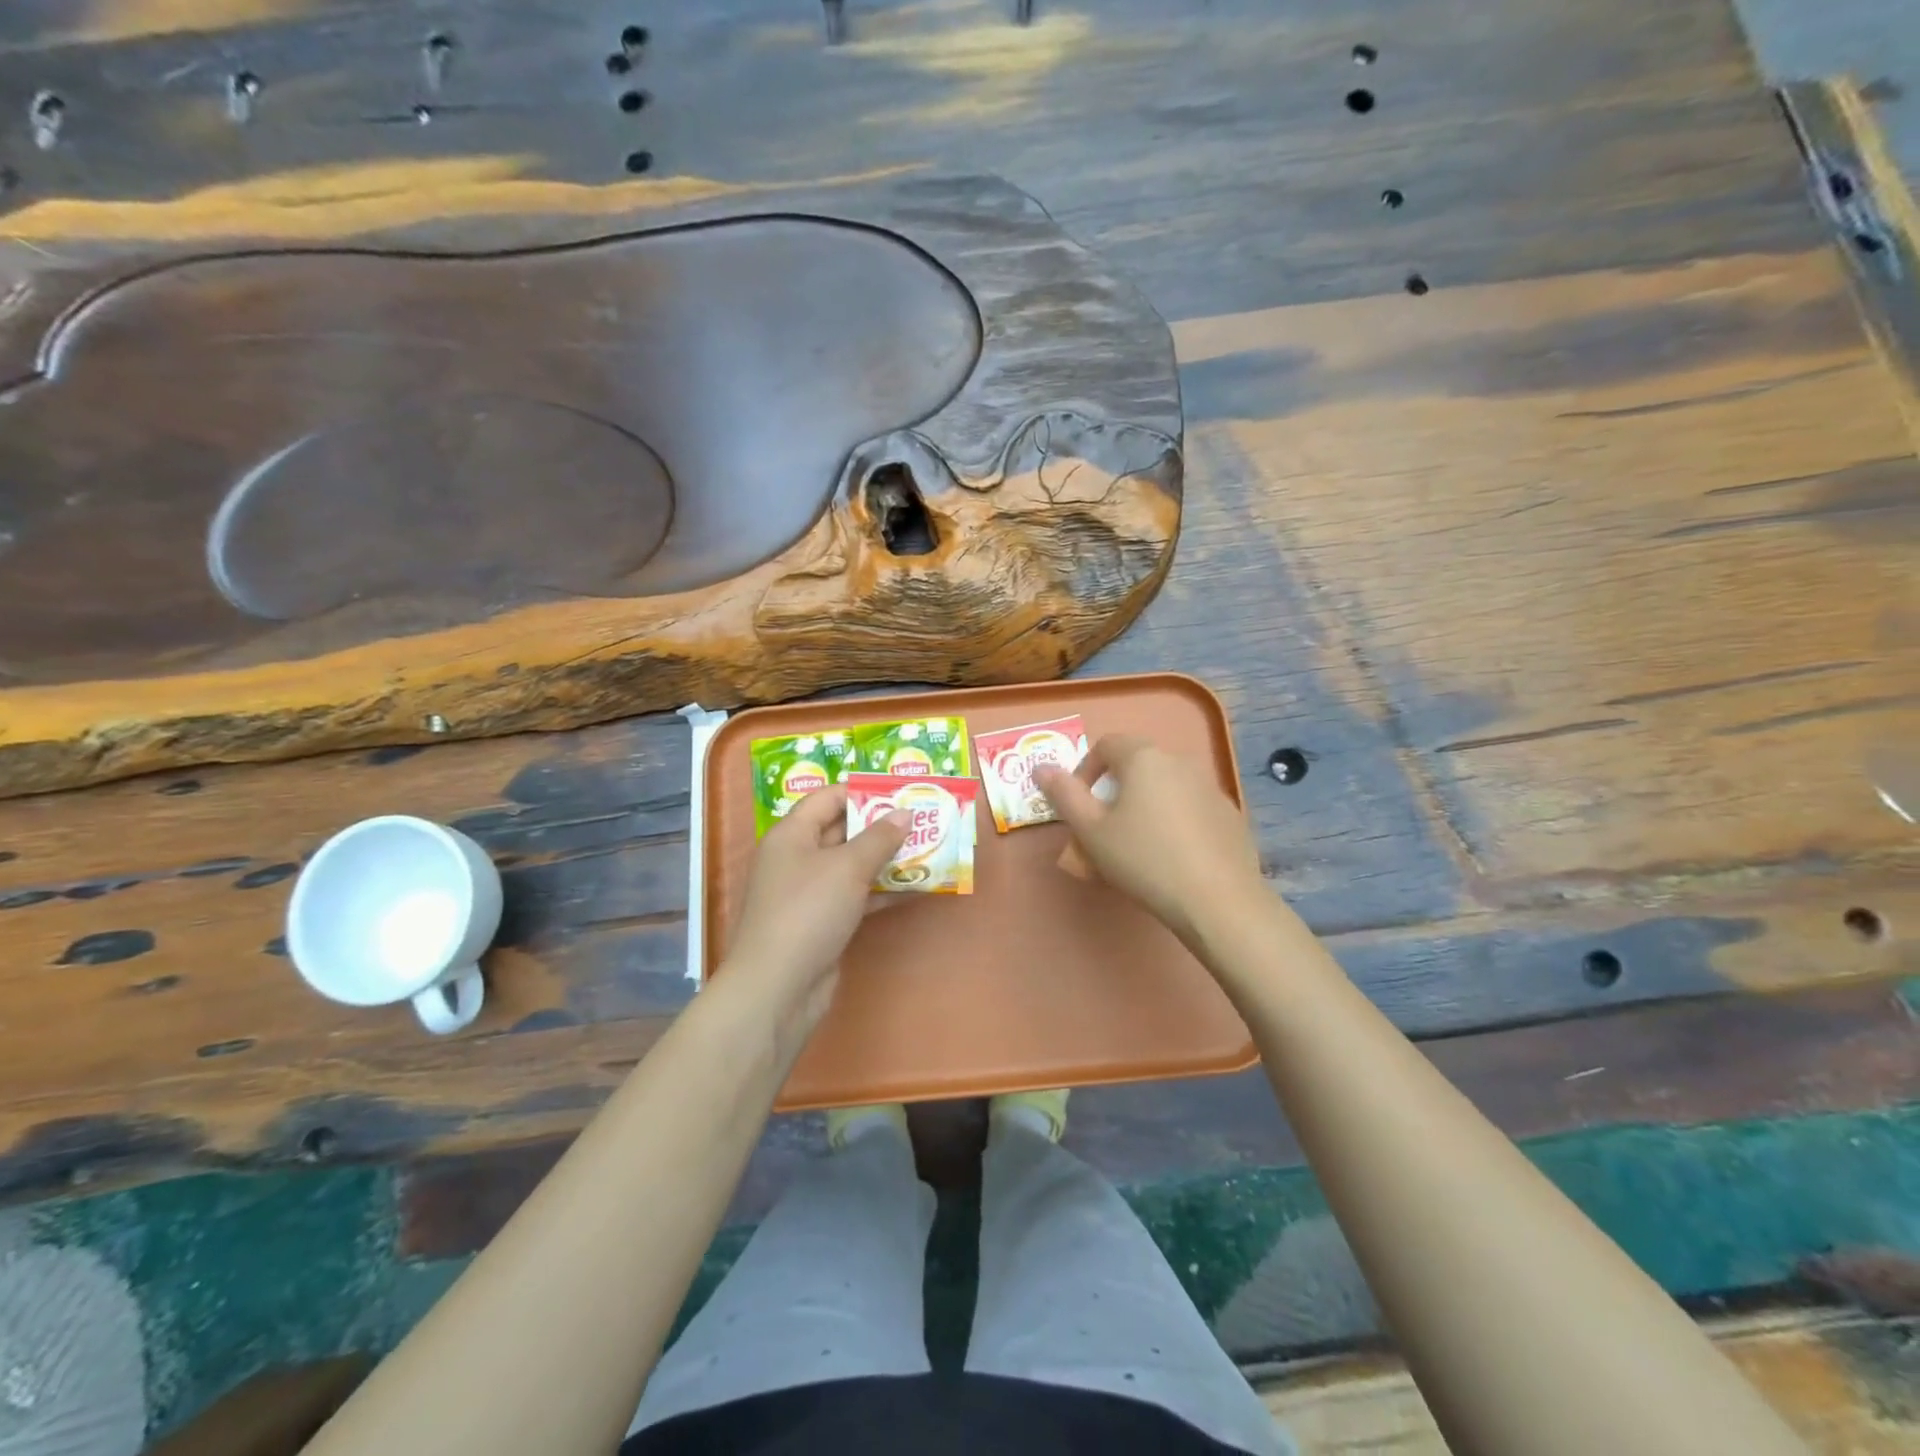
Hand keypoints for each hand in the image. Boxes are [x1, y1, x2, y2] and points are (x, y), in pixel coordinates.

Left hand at [724, 785, 908, 1039]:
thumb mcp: (848, 867)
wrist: (779, 987)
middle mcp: (797, 858)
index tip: (900, 792)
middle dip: (882, 825)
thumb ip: (879, 837)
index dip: (862, 792)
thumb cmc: (809, 911)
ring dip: (887, 858)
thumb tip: (904, 813)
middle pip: (842, 831)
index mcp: (792, 834)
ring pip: (852, 865)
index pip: (827, 798)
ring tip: (929, 847)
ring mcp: (810, 892)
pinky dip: (883, 890)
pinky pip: (857, 895)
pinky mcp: (823, 921)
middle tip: (923, 818)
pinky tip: (917, 887)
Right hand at [1036, 735, 1264, 945]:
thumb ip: (1064, 795)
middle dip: (1114, 792)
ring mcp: (1211, 787)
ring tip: (1137, 848)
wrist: (1217, 901)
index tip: (1080, 806)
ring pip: (1165, 787)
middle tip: (1103, 831)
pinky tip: (1173, 858)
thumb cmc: (1143, 859)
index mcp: (1144, 758)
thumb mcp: (1091, 831)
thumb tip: (1041, 768)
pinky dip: (1174, 822)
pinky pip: (1191, 808)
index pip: (1106, 744)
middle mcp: (1180, 761)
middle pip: (1137, 765)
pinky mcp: (1230, 815)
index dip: (1085, 770)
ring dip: (1144, 807)